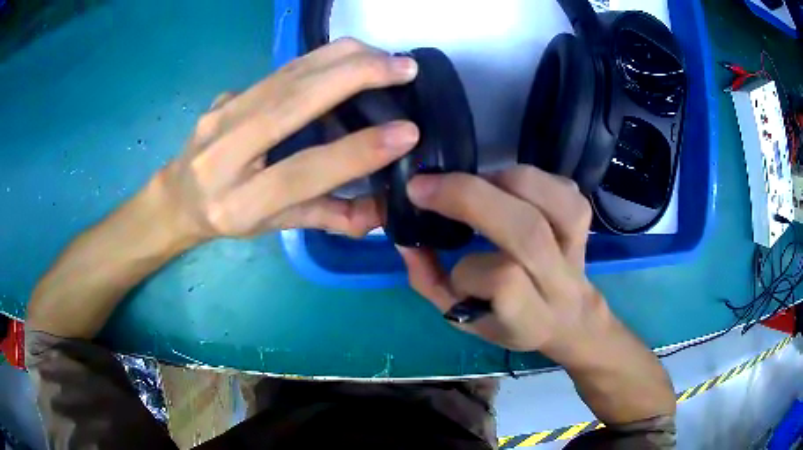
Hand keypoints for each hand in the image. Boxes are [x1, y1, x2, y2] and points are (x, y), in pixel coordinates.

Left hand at [156, 38, 419, 241]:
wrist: (176, 195)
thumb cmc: (226, 217)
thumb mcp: (274, 226)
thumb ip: (328, 217)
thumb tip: (383, 211)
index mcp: (239, 203)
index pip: (302, 172)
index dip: (356, 151)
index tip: (407, 132)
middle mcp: (224, 154)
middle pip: (292, 101)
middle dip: (355, 76)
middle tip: (406, 68)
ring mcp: (221, 115)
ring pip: (289, 74)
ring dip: (343, 58)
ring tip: (386, 57)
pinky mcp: (227, 94)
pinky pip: (281, 69)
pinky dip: (322, 58)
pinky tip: (350, 57)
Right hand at [398, 165, 611, 364]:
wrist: (570, 318)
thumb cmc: (511, 322)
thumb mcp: (464, 319)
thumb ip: (430, 283)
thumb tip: (406, 239)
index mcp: (530, 318)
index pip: (505, 284)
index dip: (468, 269)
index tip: (434, 250)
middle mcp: (561, 281)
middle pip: (527, 231)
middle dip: (469, 197)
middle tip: (426, 186)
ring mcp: (578, 248)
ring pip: (554, 200)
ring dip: (504, 180)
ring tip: (476, 184)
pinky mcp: (586, 223)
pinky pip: (566, 188)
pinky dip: (534, 178)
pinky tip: (511, 187)